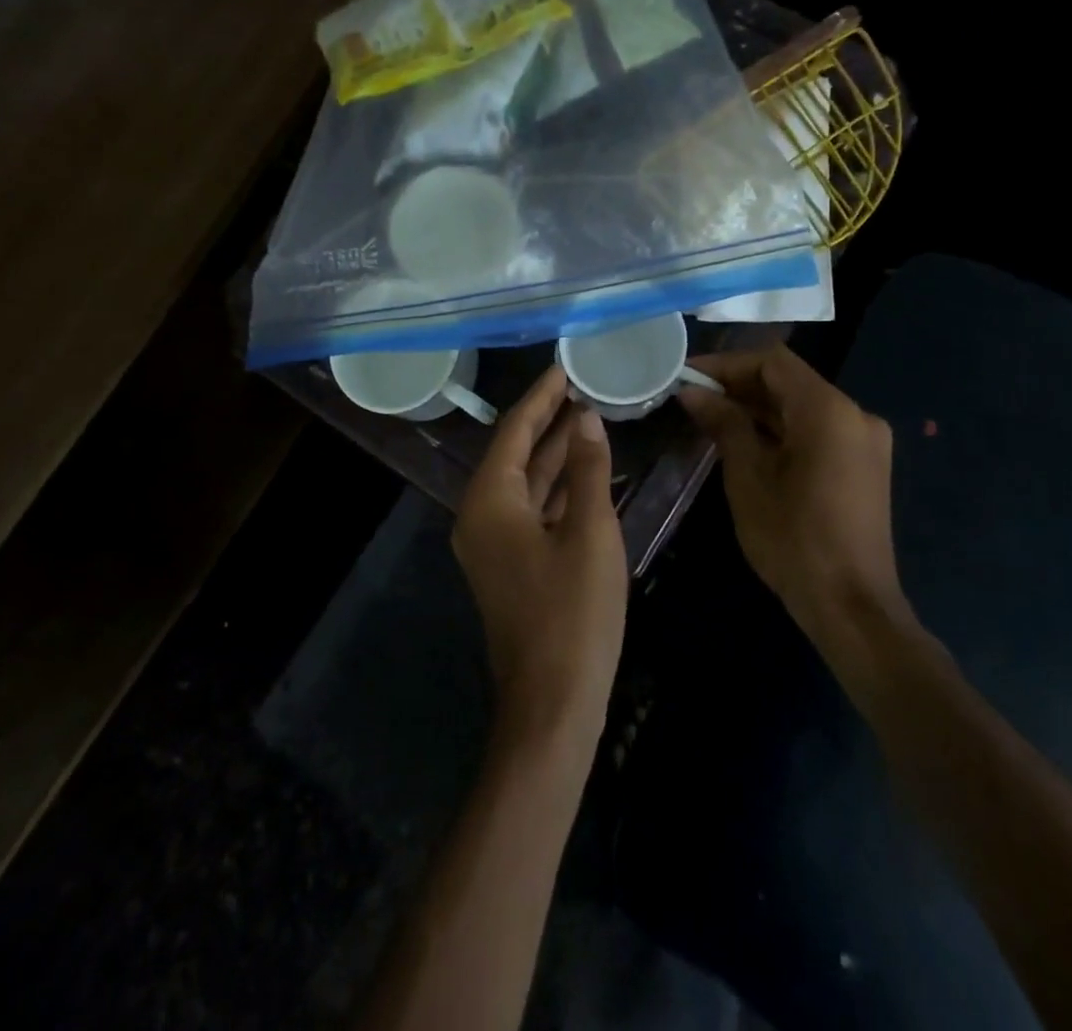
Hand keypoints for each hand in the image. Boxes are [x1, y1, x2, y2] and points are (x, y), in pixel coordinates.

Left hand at [453, 366, 626, 746]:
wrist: (553, 703)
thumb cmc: (572, 614)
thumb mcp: (590, 533)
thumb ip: (587, 471)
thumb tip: (586, 420)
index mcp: (489, 501)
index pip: (514, 431)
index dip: (540, 397)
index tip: (564, 367)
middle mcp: (481, 516)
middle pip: (517, 454)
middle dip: (550, 421)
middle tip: (583, 386)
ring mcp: (494, 544)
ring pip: (527, 484)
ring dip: (557, 454)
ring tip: (590, 418)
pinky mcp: (512, 565)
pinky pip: (533, 512)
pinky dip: (559, 490)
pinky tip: (588, 473)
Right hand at [679, 346, 909, 642]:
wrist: (851, 607)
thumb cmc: (793, 539)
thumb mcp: (748, 477)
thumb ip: (724, 423)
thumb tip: (692, 392)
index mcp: (829, 411)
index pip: (772, 362)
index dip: (726, 364)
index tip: (687, 377)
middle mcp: (855, 415)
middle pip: (789, 381)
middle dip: (739, 386)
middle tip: (692, 399)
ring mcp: (864, 441)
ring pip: (801, 406)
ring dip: (757, 407)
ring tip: (709, 418)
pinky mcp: (863, 464)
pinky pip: (815, 430)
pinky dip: (780, 429)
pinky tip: (744, 441)